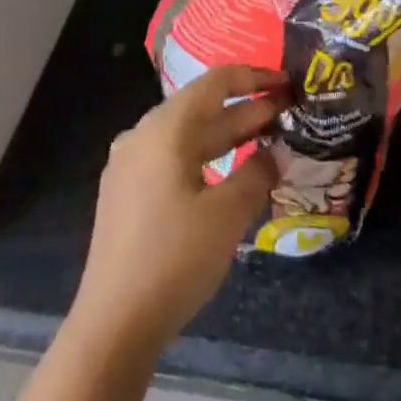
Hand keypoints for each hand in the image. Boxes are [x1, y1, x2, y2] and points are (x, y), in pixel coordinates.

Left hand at [72, 65, 284, 350]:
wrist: (113, 323)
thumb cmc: (174, 260)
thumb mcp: (226, 216)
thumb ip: (256, 175)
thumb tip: (274, 153)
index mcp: (164, 129)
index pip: (214, 83)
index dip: (253, 77)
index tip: (285, 83)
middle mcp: (142, 135)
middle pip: (200, 108)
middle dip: (244, 109)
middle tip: (287, 112)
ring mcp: (130, 165)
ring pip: (186, 136)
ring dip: (226, 135)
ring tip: (267, 138)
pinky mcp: (127, 193)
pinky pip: (172, 158)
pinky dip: (205, 157)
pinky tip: (228, 173)